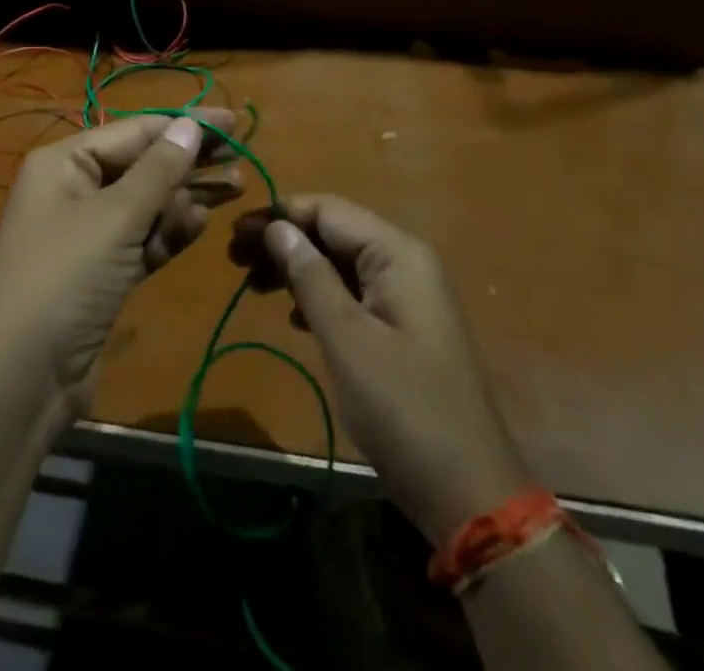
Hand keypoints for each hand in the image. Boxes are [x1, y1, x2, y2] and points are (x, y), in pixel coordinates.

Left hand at [0, 110, 236, 422]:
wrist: (21, 379)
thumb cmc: (65, 280)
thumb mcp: (116, 218)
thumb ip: (159, 170)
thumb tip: (190, 125)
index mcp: (65, 162)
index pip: (135, 131)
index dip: (184, 124)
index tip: (232, 122)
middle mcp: (74, 189)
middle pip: (142, 164)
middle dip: (189, 161)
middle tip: (240, 159)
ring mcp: (87, 233)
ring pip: (147, 202)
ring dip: (186, 196)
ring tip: (235, 189)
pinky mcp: (102, 271)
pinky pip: (143, 238)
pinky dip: (170, 230)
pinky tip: (201, 222)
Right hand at [230, 195, 529, 544]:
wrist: (469, 493)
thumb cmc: (403, 408)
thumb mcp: (347, 339)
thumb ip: (310, 277)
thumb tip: (276, 227)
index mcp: (397, 253)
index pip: (328, 209)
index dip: (279, 214)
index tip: (234, 234)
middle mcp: (405, 262)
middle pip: (333, 231)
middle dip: (284, 240)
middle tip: (235, 261)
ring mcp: (407, 295)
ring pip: (340, 262)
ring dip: (296, 268)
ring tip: (253, 286)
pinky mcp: (402, 327)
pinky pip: (352, 292)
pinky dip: (318, 295)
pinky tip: (293, 317)